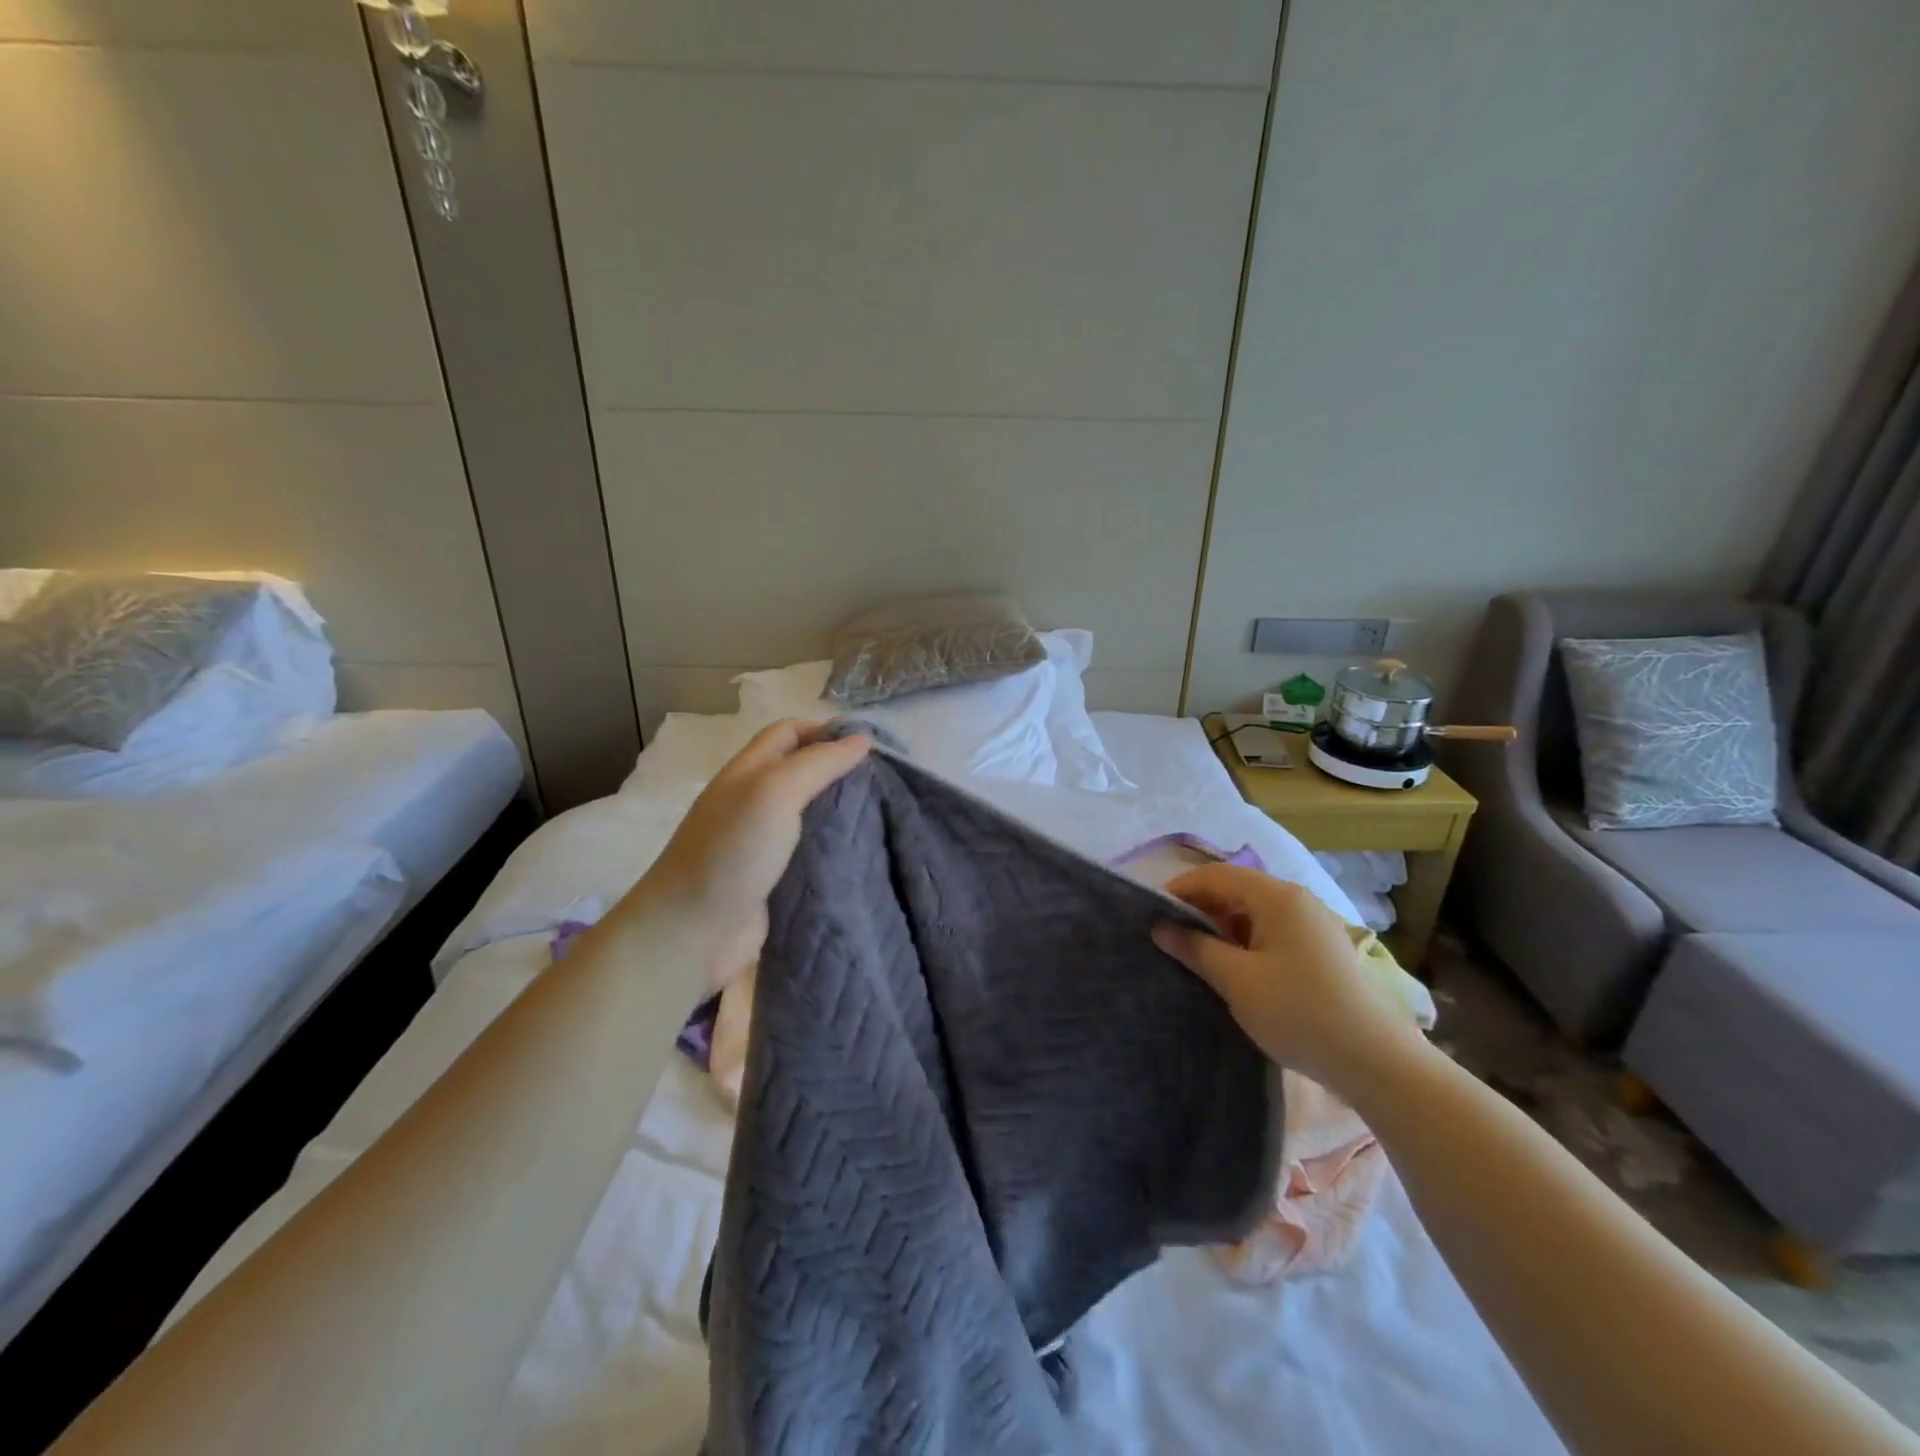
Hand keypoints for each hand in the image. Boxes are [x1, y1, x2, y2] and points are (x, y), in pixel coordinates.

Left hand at [620, 720, 870, 983]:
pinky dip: (837, 847)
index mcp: (748, 772)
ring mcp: (762, 843)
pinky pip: (811, 852)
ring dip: (842, 810)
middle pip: (801, 771)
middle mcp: (753, 801)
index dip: (826, 730)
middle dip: (840, 769)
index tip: (872, 744)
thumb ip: (818, 763)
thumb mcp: (774, 792)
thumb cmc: (732, 852)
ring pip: (809, 813)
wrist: (692, 933)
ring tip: (885, 812)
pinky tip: (866, 852)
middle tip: (886, 780)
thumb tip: (862, 739)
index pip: (789, 733)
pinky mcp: (774, 879)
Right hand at [1152, 864, 1423, 1095]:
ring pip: (1254, 912)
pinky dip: (1245, 941)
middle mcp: (1297, 900)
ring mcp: (1313, 924)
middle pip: (1236, 889)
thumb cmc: (1298, 1012)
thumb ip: (1195, 948)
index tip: (1152, 915)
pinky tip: (1233, 969)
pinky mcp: (1321, 949)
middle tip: (1170, 937)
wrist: (1375, 1061)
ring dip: (1222, 927)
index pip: (1216, 876)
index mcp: (1277, 897)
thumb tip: (1160, 927)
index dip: (1180, 890)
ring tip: (1197, 955)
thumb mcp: (1236, 981)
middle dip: (1200, 909)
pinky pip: (1272, 931)